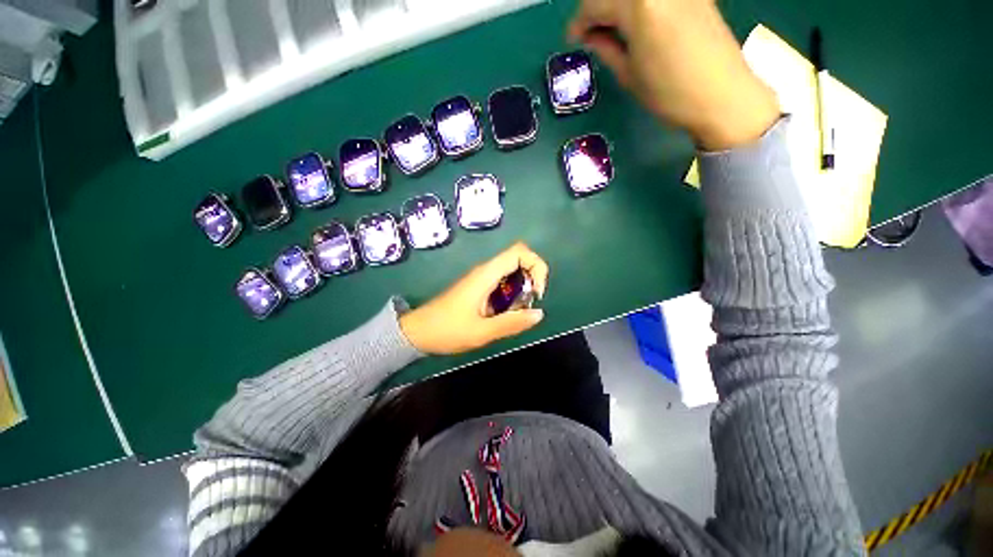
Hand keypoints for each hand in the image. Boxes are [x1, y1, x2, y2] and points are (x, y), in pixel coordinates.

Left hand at [399, 242, 548, 354]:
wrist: (417, 332)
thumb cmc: (447, 330)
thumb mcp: (482, 332)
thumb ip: (512, 323)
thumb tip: (539, 314)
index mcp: (486, 274)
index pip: (520, 252)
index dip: (536, 266)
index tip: (536, 292)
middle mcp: (485, 271)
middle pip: (519, 259)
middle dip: (531, 279)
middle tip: (527, 305)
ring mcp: (481, 278)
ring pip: (512, 272)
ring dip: (522, 288)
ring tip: (516, 312)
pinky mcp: (478, 286)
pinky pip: (502, 283)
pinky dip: (512, 294)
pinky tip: (505, 313)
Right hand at [567, 0, 779, 149]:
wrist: (721, 95)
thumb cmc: (669, 92)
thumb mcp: (628, 74)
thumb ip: (606, 48)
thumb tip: (591, 36)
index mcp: (638, 4)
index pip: (595, 4)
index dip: (579, 23)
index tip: (573, 40)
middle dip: (597, 10)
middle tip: (591, 35)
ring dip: (619, 9)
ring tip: (613, 32)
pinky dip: (640, 8)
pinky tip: (637, 25)